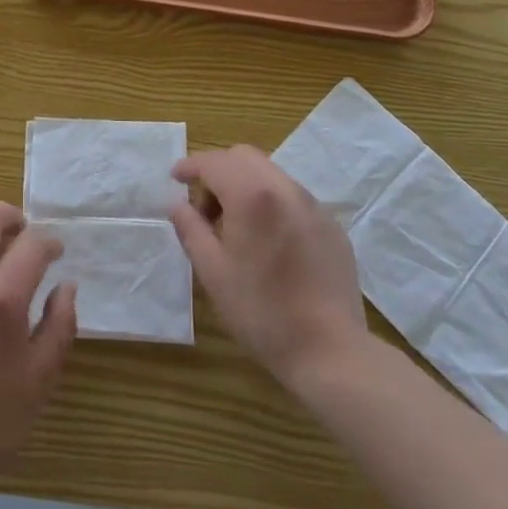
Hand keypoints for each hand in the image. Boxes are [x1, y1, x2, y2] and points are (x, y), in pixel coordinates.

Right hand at [170, 147, 368, 391]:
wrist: (331, 351)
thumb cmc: (262, 312)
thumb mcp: (213, 273)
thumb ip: (191, 230)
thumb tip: (178, 205)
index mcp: (252, 195)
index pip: (214, 162)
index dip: (190, 166)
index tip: (175, 178)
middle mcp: (285, 188)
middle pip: (244, 157)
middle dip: (219, 172)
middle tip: (205, 209)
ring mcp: (313, 205)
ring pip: (270, 174)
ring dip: (245, 185)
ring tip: (237, 228)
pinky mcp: (332, 225)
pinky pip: (293, 198)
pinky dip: (271, 203)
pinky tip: (270, 242)